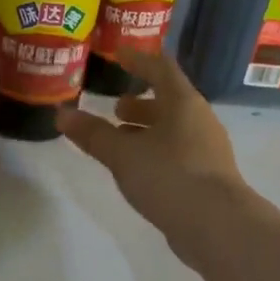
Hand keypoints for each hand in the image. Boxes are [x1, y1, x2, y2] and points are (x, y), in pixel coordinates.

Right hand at [57, 49, 250, 242]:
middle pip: (169, 101)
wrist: (218, 226)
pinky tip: (137, 168)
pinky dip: (155, 151)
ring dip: (146, 129)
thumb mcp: (122, 154)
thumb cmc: (169, 176)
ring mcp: (207, 150)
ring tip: (119, 138)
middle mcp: (199, 120)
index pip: (161, 68)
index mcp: (183, 103)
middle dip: (140, 103)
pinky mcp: (207, 177)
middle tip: (115, 107)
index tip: (118, 54)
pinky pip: (177, 152)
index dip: (139, 60)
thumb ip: (92, 134)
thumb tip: (61, 114)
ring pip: (173, 129)